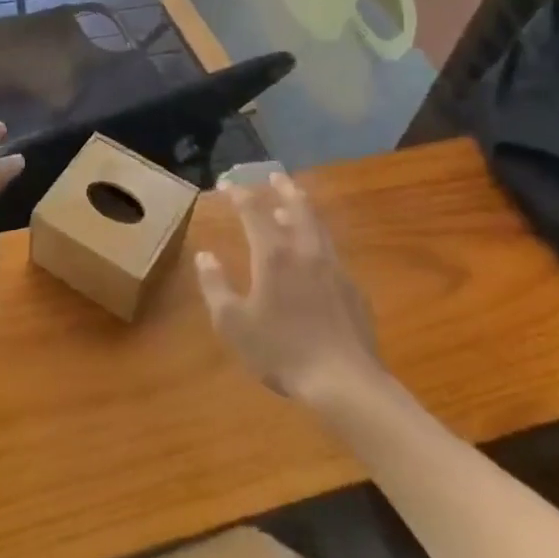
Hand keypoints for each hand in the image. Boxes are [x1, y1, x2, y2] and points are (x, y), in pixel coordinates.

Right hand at [195, 172, 381, 401]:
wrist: (345, 381)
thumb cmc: (282, 350)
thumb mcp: (233, 323)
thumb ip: (215, 286)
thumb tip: (204, 256)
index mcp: (274, 255)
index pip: (254, 212)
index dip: (239, 194)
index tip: (227, 183)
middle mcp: (305, 251)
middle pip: (297, 208)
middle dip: (284, 189)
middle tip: (275, 175)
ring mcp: (334, 268)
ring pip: (318, 227)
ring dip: (304, 210)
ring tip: (295, 204)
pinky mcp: (353, 289)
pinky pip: (332, 252)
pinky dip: (319, 240)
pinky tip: (316, 255)